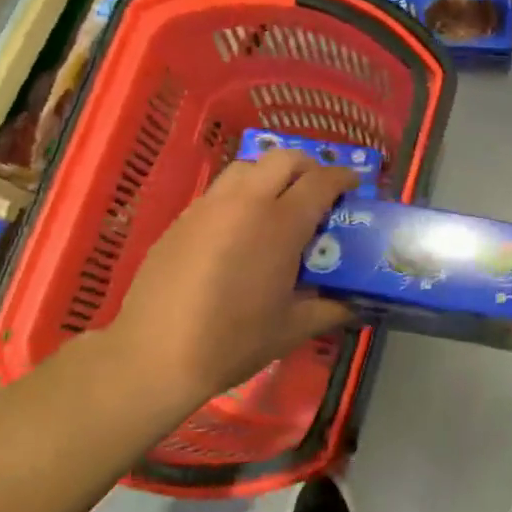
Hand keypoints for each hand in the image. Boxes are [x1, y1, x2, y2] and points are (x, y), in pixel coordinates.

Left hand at [105, 150, 356, 413]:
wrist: (156, 353)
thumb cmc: (232, 342)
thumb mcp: (291, 329)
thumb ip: (329, 309)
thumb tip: (353, 304)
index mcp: (280, 225)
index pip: (321, 182)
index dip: (343, 178)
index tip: (355, 186)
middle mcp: (246, 202)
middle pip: (284, 158)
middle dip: (309, 166)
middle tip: (319, 190)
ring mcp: (210, 205)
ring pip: (248, 166)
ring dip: (272, 173)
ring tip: (279, 203)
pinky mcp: (183, 217)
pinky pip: (221, 189)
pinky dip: (242, 193)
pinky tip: (241, 227)